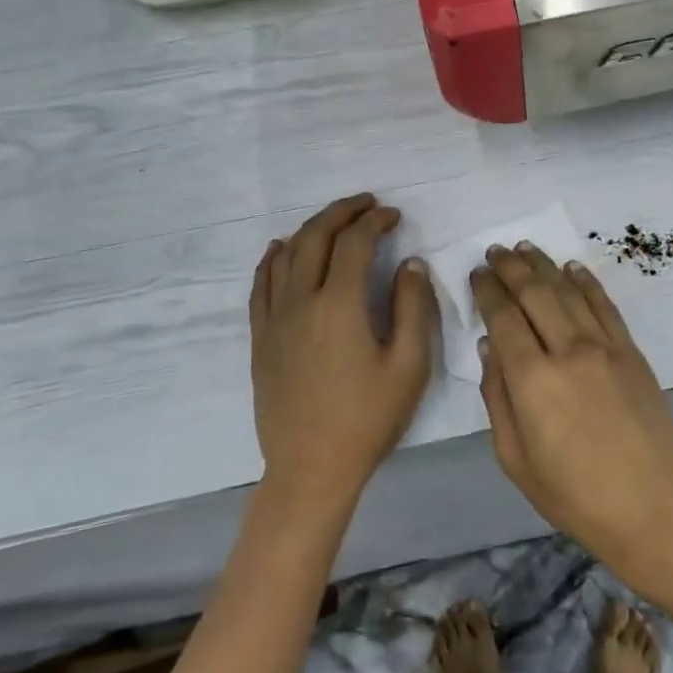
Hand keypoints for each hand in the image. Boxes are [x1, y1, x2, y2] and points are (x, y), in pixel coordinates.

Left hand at [250, 193, 437, 509]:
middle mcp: (301, 301)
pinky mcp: (260, 337)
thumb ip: (413, 308)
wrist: (311, 468)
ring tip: (335, 220)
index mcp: (340, 306)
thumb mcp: (408, 366)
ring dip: (312, 228)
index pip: (355, 243)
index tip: (393, 215)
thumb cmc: (367, 420)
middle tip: (366, 204)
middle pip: (316, 237)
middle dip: (342, 213)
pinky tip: (282, 248)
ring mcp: (274, 318)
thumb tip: (409, 263)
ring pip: (287, 255)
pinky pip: (261, 283)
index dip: (375, 222)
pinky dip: (273, 258)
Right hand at [473, 245, 672, 587]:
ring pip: (567, 290)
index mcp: (532, 380)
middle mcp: (567, 351)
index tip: (476, 274)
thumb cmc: (573, 494)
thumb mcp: (515, 459)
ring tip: (523, 247)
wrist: (651, 507)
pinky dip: (586, 281)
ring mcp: (604, 347)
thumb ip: (497, 397)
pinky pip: (605, 305)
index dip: (487, 291)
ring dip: (542, 265)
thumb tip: (488, 347)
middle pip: (534, 293)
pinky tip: (571, 267)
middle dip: (510, 267)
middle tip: (494, 251)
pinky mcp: (631, 351)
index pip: (503, 318)